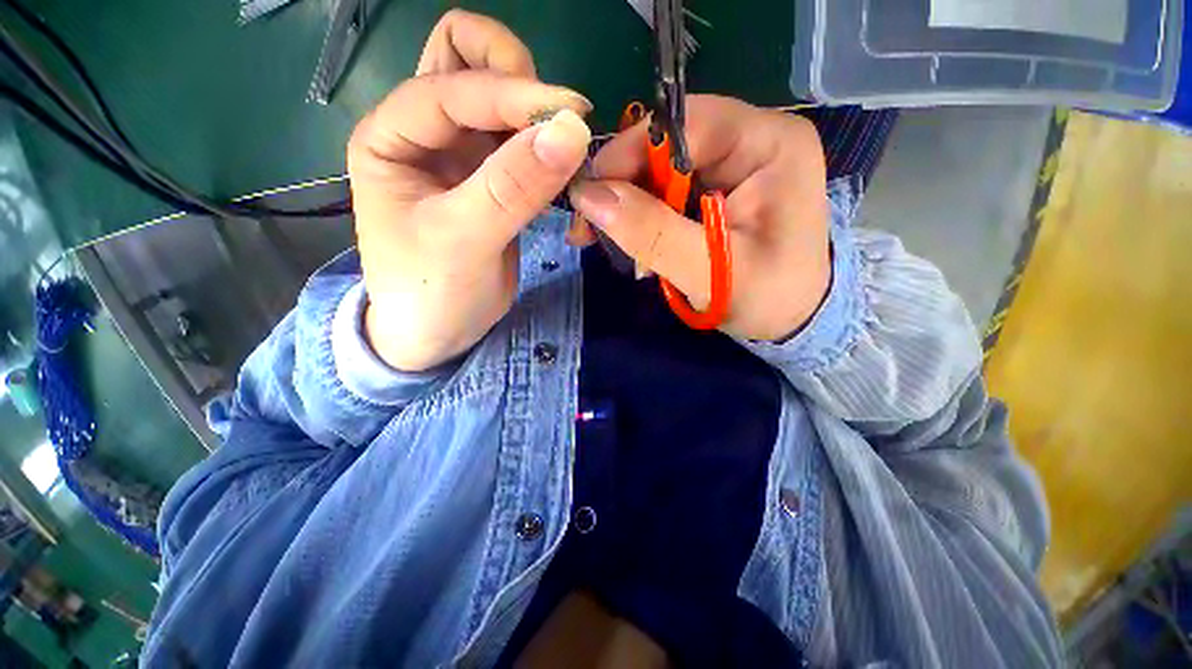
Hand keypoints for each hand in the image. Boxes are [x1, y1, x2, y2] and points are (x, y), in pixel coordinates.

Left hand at [347, 10, 591, 370]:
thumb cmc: (429, 291)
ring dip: (536, 111)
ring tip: (567, 148)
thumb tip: (572, 130)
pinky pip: (523, 143)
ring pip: (500, 98)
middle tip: (557, 121)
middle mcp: (425, 132)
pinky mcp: (494, 180)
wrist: (438, 332)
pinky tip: (563, 171)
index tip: (572, 118)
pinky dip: (546, 146)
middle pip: (466, 60)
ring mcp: (462, 155)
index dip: (512, 94)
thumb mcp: (462, 240)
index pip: (451, 84)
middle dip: (515, 76)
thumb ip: (512, 186)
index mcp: (392, 136)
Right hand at [569, 96, 830, 341]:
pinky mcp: (717, 188)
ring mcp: (734, 163)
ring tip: (605, 239)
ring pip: (662, 169)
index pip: (687, 123)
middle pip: (669, 143)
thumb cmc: (768, 299)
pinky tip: (630, 239)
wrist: (791, 318)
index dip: (630, 152)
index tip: (589, 194)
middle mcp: (753, 140)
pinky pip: (667, 190)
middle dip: (623, 185)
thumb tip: (590, 196)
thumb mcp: (710, 272)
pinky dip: (642, 215)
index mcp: (770, 144)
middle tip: (588, 226)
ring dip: (628, 204)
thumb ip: (653, 234)